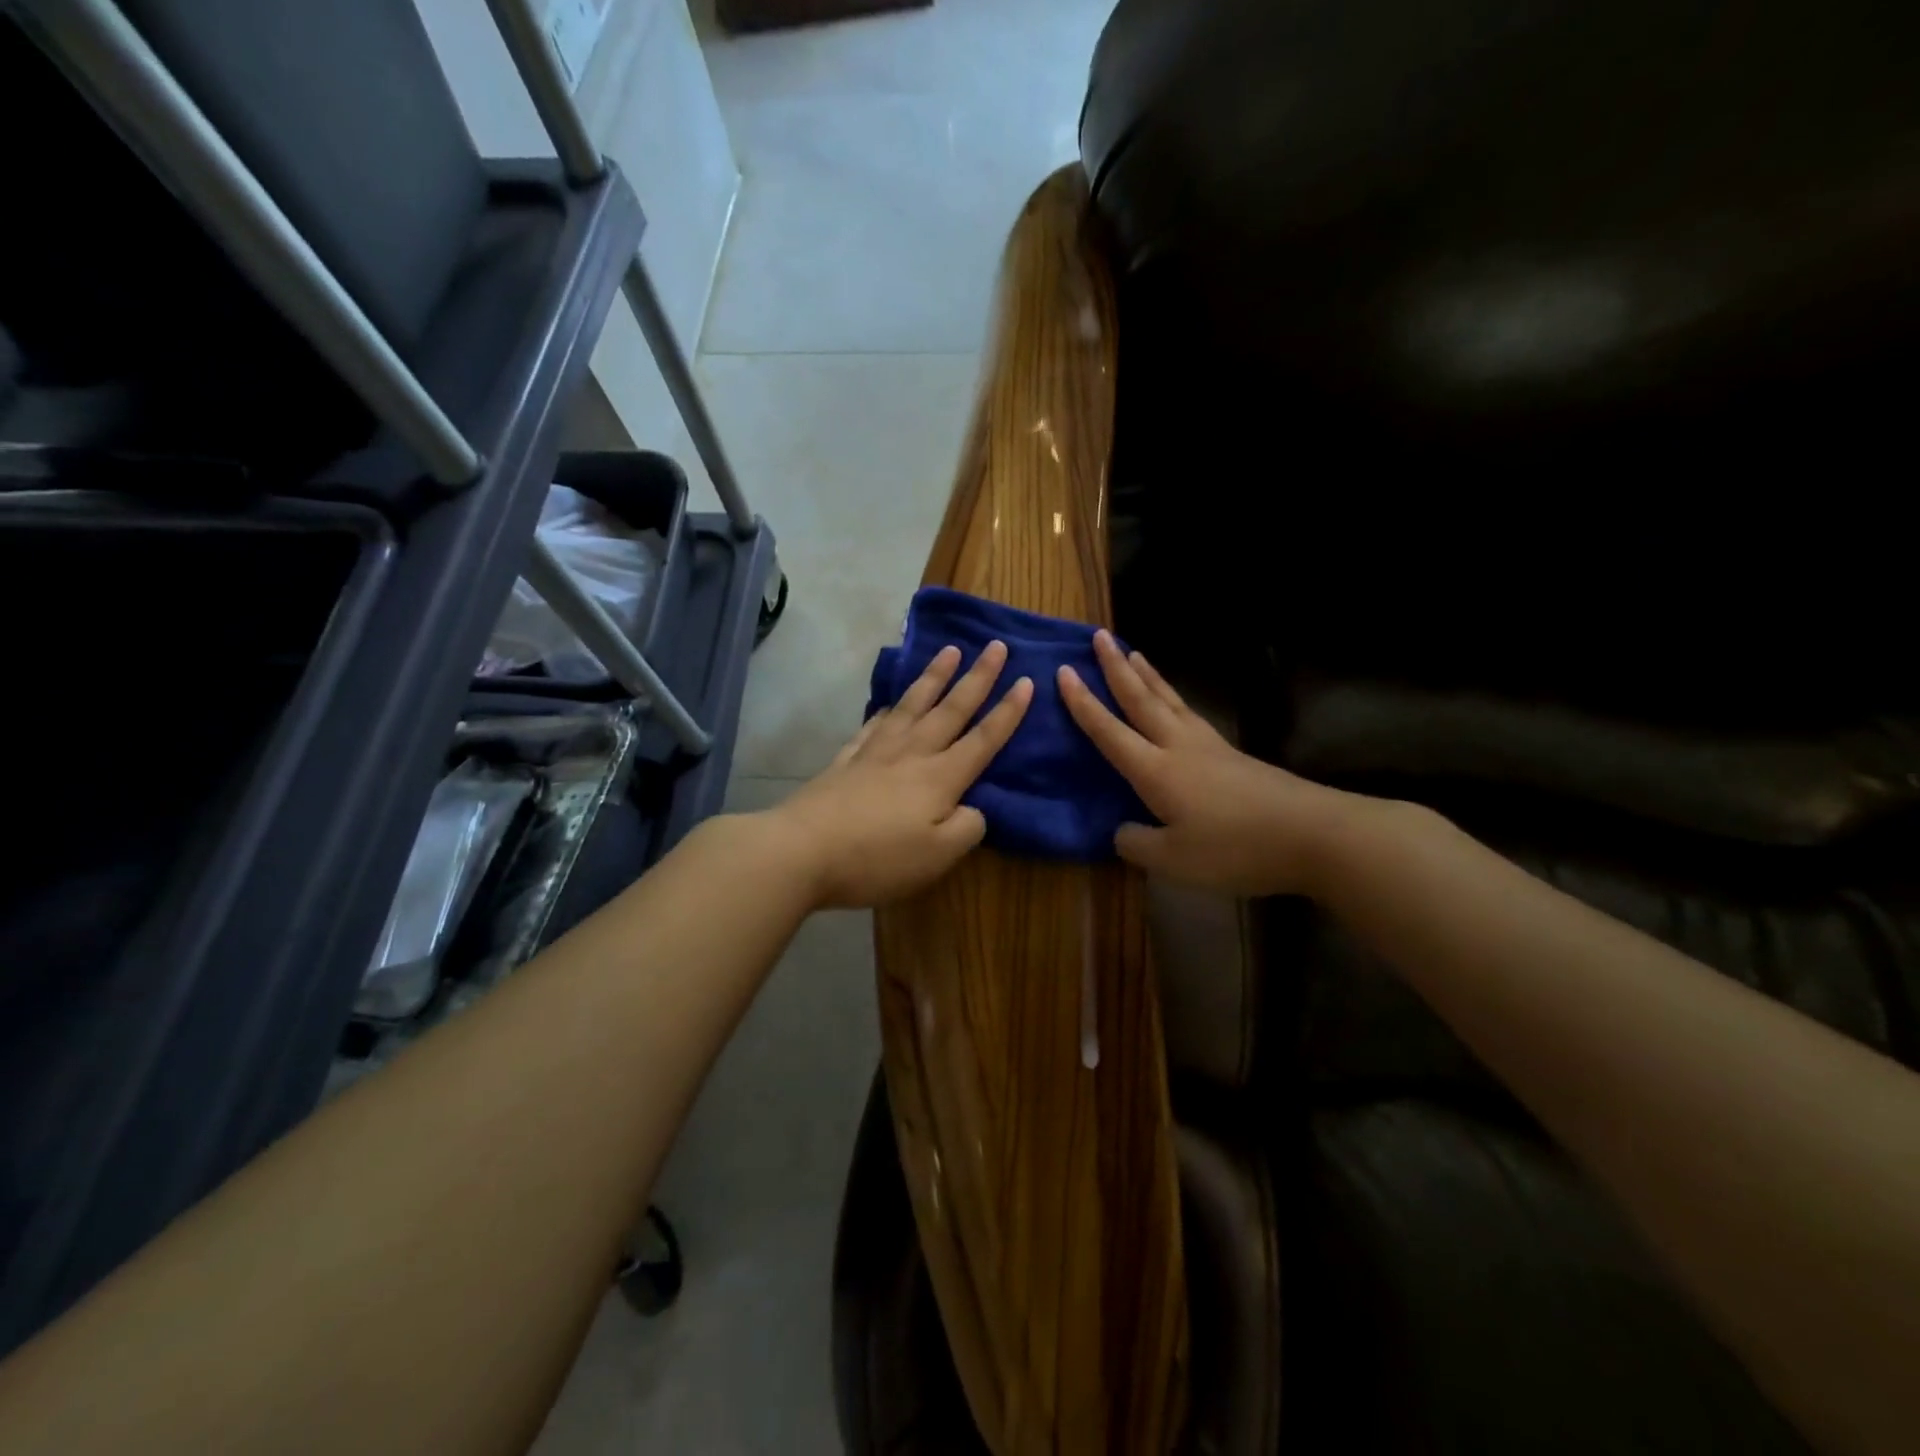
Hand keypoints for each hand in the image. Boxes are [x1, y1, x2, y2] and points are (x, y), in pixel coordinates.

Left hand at [767, 642, 1031, 907]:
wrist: (802, 851)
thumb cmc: (877, 858)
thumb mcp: (937, 856)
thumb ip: (967, 829)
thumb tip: (973, 808)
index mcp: (940, 777)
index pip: (983, 739)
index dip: (1007, 712)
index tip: (1026, 680)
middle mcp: (912, 754)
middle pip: (951, 709)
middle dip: (977, 677)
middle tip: (995, 645)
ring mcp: (875, 752)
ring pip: (912, 706)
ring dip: (934, 677)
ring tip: (949, 652)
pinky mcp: (845, 760)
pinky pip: (873, 725)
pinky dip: (887, 711)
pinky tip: (889, 705)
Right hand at [1058, 631, 1352, 895]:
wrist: (1312, 834)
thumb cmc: (1235, 848)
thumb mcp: (1174, 860)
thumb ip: (1137, 844)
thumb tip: (1120, 831)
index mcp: (1155, 770)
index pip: (1109, 730)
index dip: (1083, 703)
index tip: (1063, 671)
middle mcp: (1177, 746)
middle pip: (1141, 699)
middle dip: (1115, 667)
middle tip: (1098, 636)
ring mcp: (1208, 746)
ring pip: (1169, 700)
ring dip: (1146, 675)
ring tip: (1132, 652)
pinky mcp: (1231, 753)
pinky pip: (1189, 713)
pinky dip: (1172, 696)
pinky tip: (1174, 700)